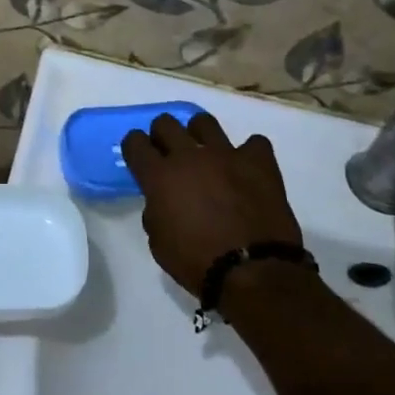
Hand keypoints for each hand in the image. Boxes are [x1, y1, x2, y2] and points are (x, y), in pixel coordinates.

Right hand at [120, 112, 303, 296]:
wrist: (252, 271)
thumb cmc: (198, 263)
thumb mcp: (159, 244)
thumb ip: (155, 213)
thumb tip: (161, 202)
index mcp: (159, 176)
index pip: (135, 142)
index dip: (134, 147)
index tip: (140, 157)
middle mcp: (189, 156)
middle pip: (165, 123)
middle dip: (162, 135)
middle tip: (169, 154)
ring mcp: (226, 154)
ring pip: (204, 123)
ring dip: (200, 136)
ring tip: (206, 154)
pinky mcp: (259, 162)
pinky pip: (254, 143)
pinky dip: (249, 155)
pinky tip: (247, 170)